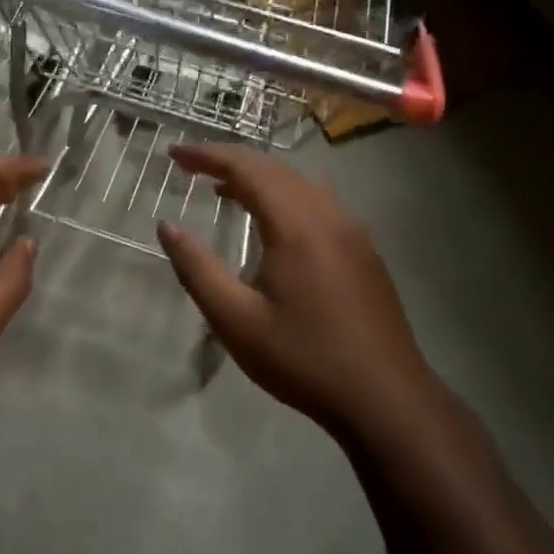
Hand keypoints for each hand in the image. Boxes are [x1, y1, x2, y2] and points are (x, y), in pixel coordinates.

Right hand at [156, 143, 435, 435]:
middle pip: (275, 168)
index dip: (207, 155)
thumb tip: (167, 226)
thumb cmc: (303, 359)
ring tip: (223, 188)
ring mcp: (352, 230)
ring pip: (300, 182)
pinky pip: (318, 201)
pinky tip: (271, 221)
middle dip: (229, 160)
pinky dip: (284, 194)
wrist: (386, 399)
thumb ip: (197, 268)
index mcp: (296, 225)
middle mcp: (328, 214)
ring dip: (259, 176)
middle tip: (190, 166)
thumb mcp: (236, 320)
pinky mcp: (363, 250)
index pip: (247, 168)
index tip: (174, 154)